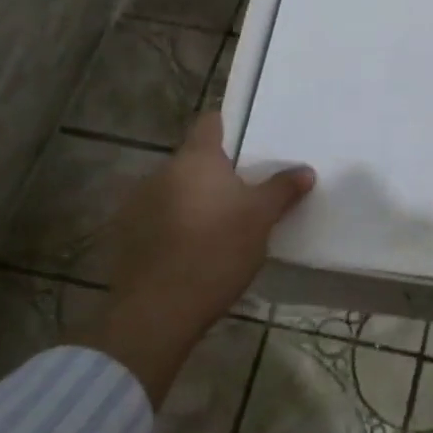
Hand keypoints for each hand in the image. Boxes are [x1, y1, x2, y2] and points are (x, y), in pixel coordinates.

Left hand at [81, 113, 313, 400]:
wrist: (159, 310)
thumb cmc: (217, 249)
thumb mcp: (261, 218)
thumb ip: (282, 189)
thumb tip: (305, 170)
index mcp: (196, 159)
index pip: (210, 122)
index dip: (229, 126)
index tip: (248, 141)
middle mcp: (162, 172)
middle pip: (194, 160)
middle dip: (216, 173)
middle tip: (245, 192)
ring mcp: (139, 203)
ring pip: (175, 190)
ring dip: (194, 200)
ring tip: (220, 225)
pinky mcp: (127, 236)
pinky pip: (159, 219)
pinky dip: (176, 226)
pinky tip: (193, 250)